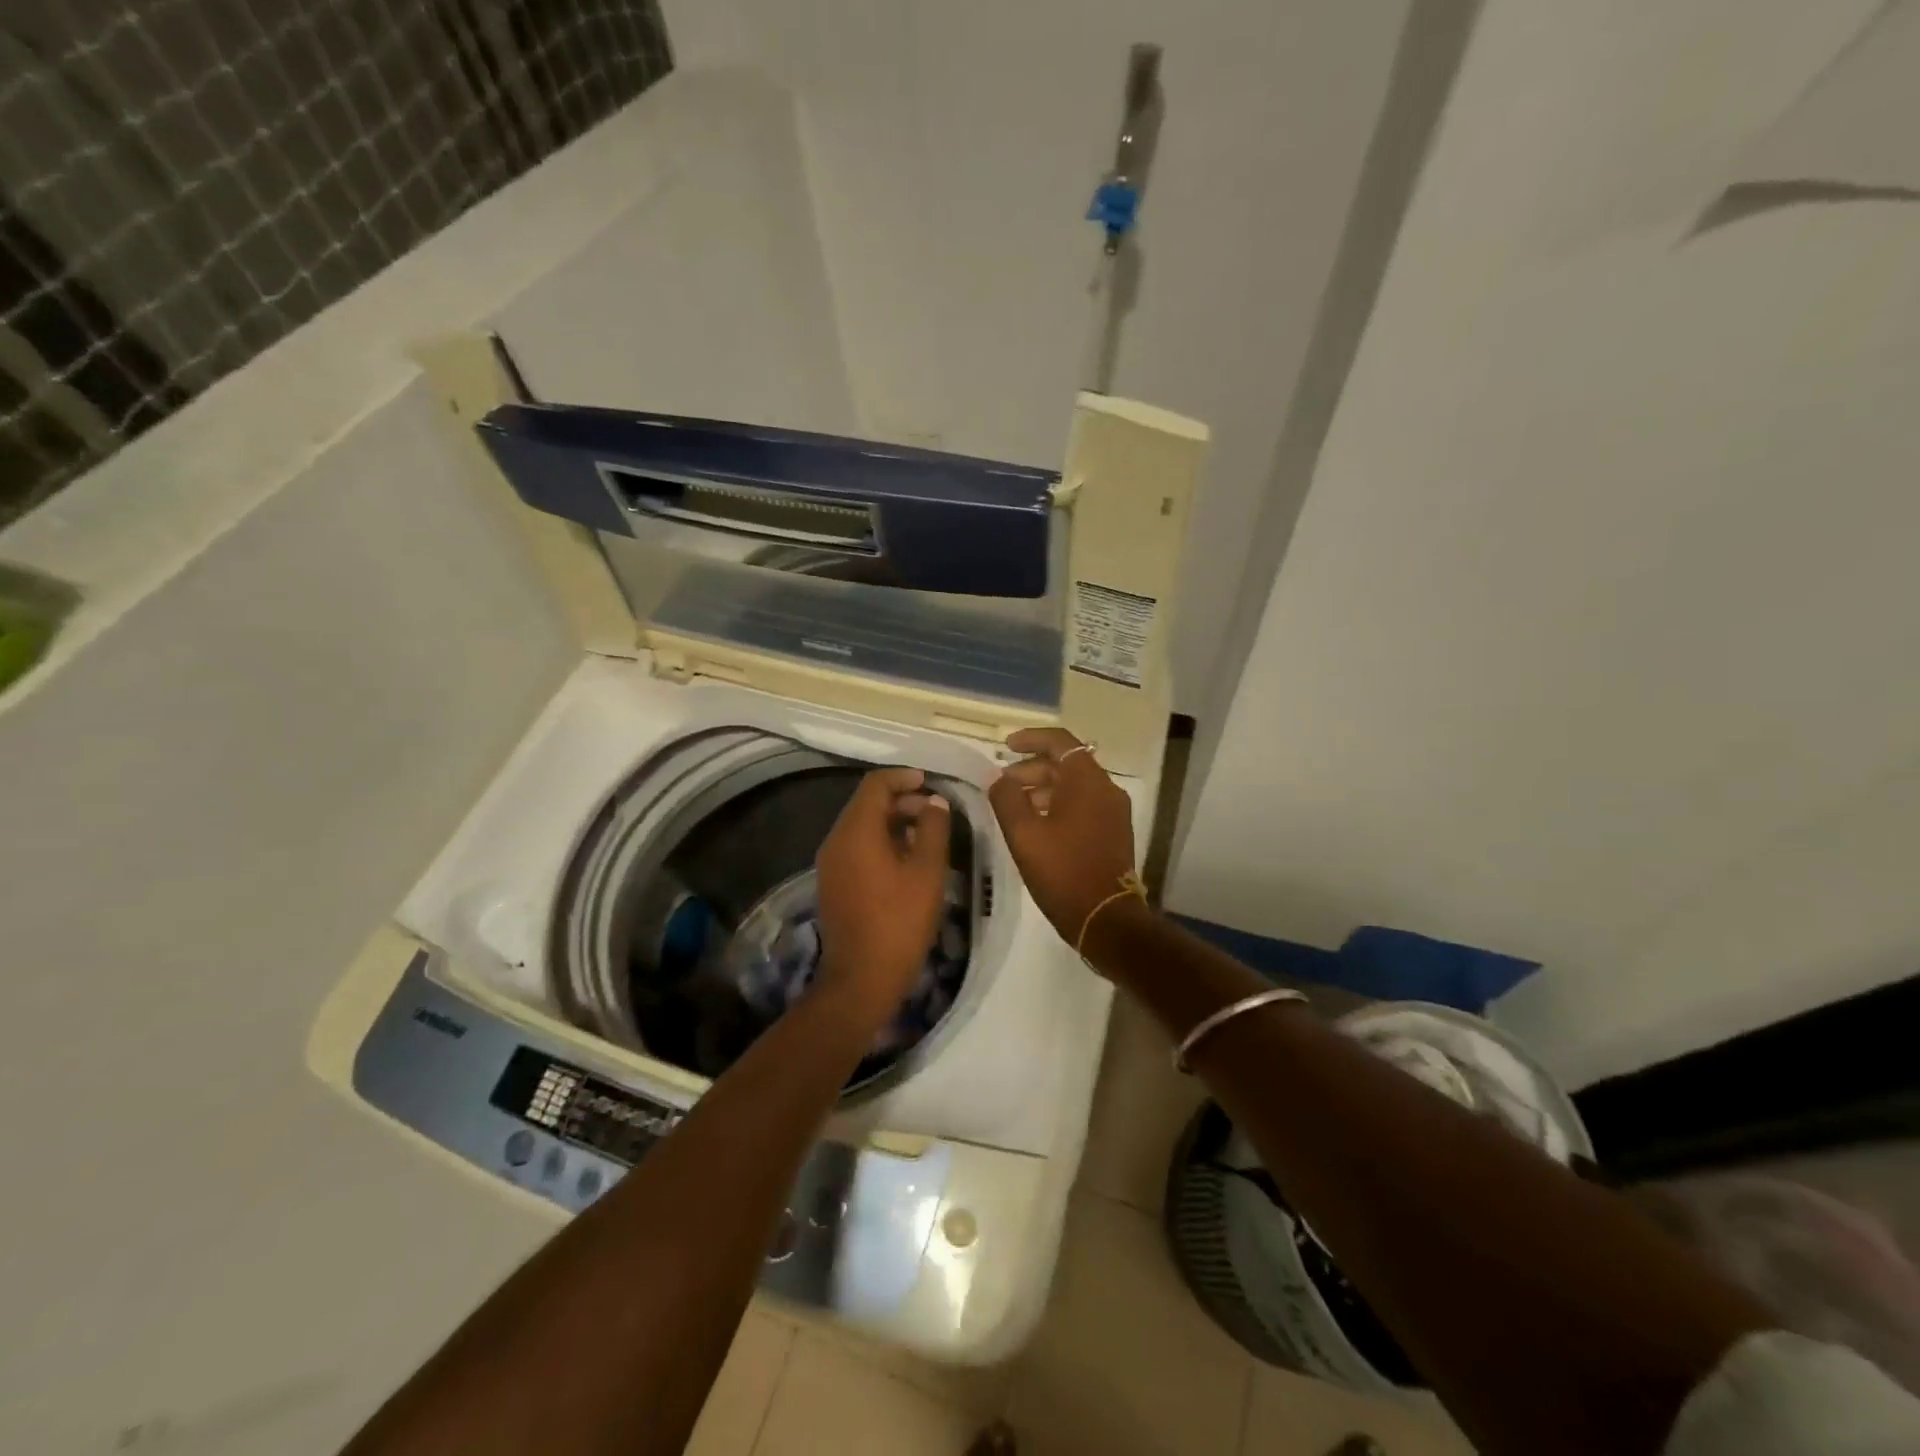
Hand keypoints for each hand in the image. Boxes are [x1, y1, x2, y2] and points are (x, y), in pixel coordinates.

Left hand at [814, 767, 952, 1021]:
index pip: (875, 785)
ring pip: (862, 827)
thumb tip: (934, 801)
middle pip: (867, 804)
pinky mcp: (833, 884)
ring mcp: (830, 864)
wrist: (860, 980)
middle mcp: (836, 840)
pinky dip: (881, 843)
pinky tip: (908, 862)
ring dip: (893, 823)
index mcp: (856, 831)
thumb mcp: (927, 872)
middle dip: (902, 801)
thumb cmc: (899, 922)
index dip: (903, 777)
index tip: (930, 782)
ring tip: (928, 837)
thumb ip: (934, 829)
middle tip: (935, 813)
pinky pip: (857, 848)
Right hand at [987, 728, 1144, 949]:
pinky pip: (1083, 805)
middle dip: (1031, 768)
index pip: (1060, 742)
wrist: (1106, 919)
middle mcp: (1106, 789)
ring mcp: (1114, 812)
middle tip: (1002, 783)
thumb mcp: (1024, 834)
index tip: (1005, 746)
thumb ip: (1007, 799)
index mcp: (1087, 781)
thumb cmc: (1063, 871)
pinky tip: (1036, 825)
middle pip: (1067, 764)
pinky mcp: (1114, 832)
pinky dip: (1058, 805)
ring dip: (1043, 788)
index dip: (1031, 738)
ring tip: (1014, 806)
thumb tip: (998, 778)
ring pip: (1074, 786)